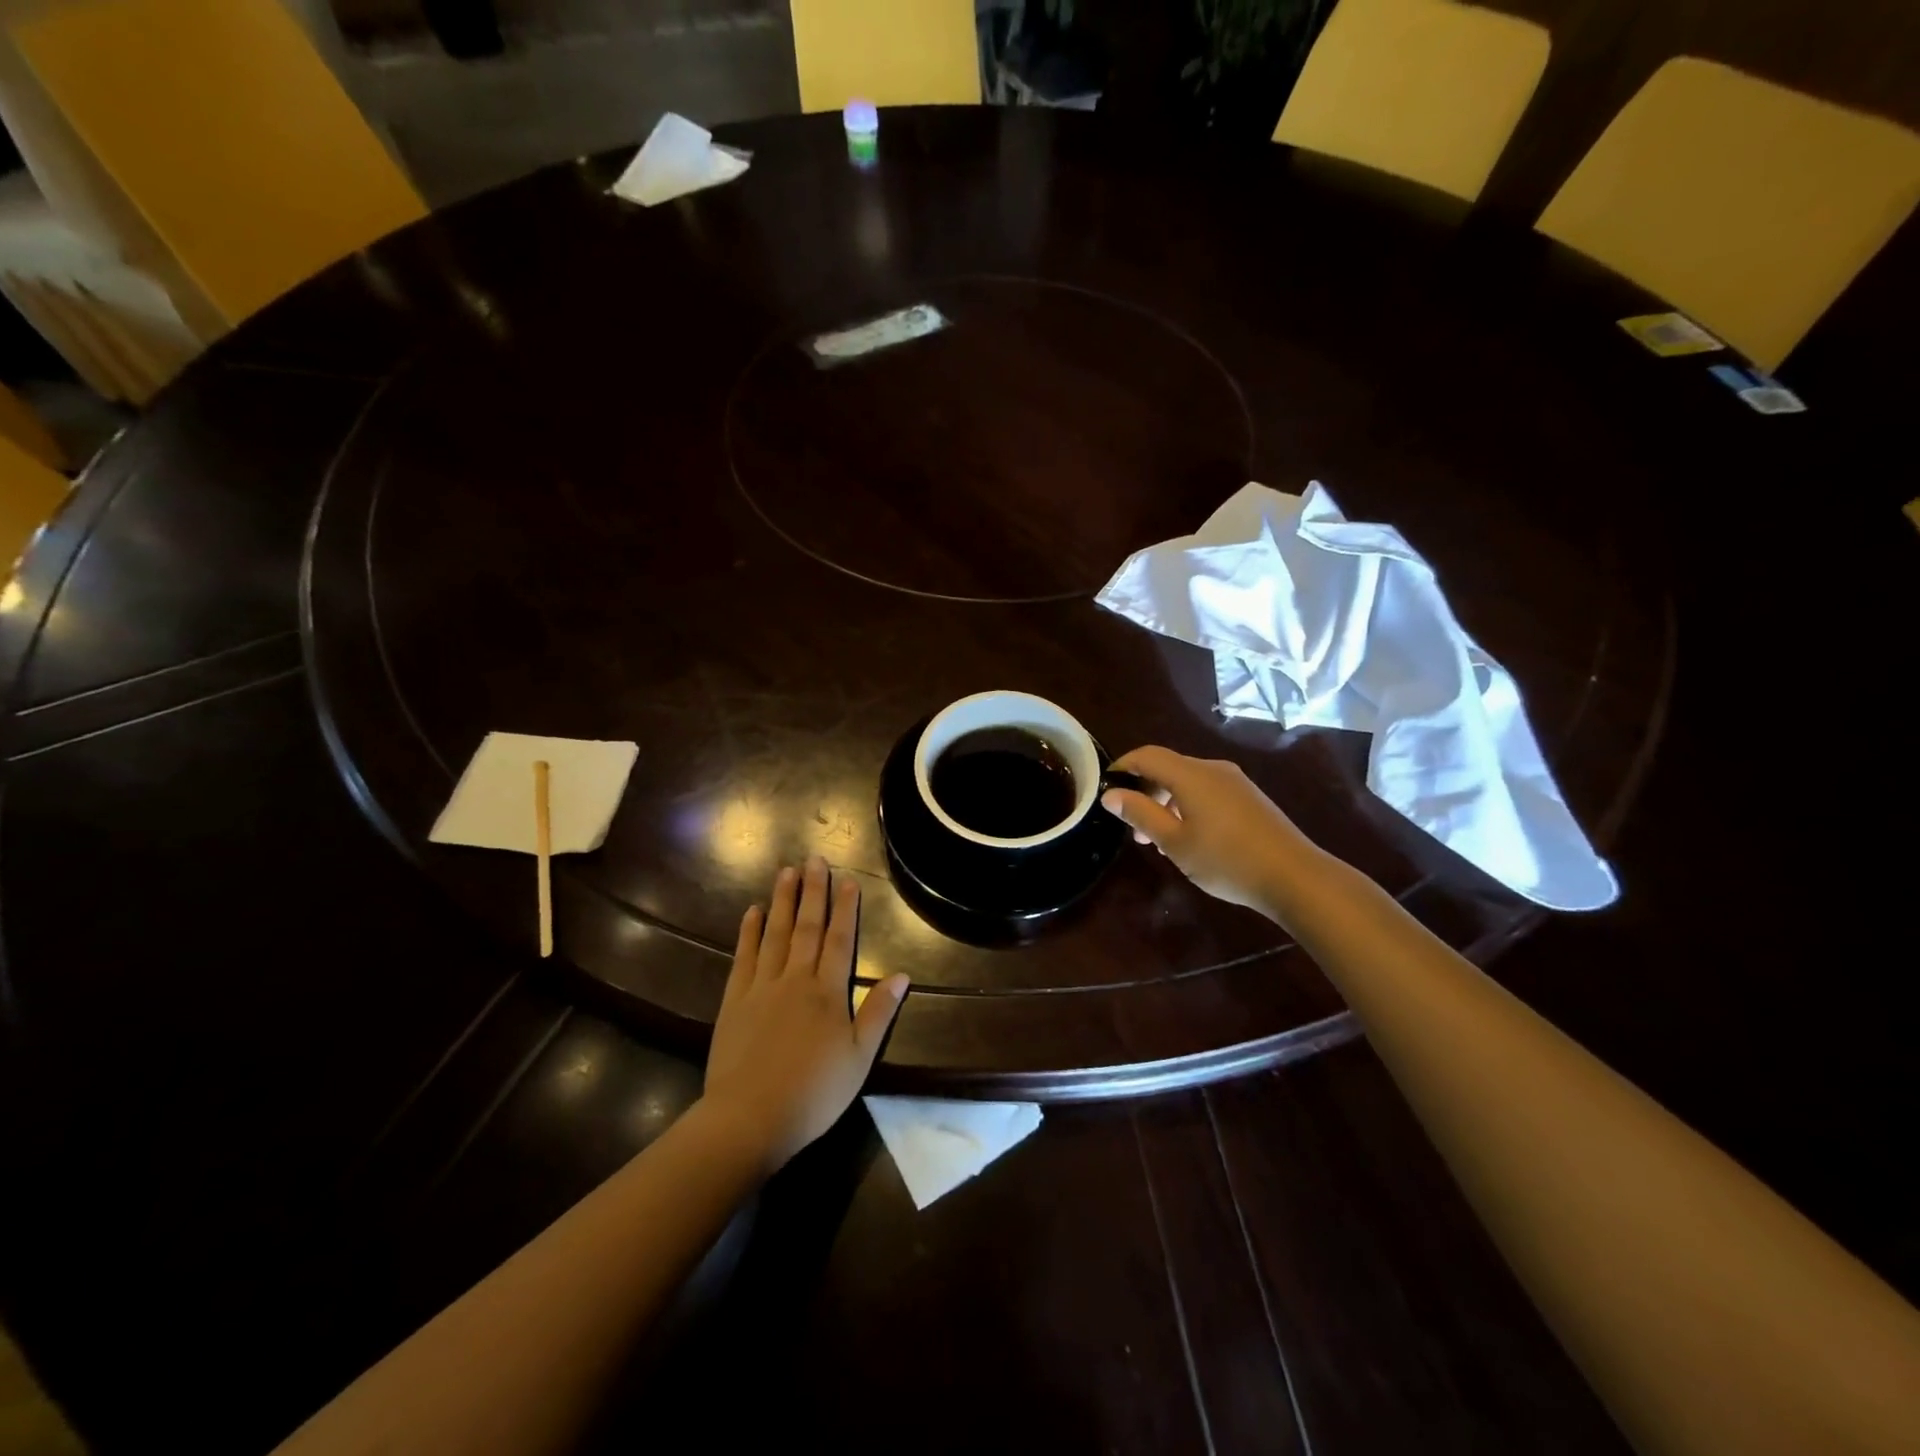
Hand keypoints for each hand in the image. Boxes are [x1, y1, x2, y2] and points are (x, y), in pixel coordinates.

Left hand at [702, 856, 908, 1173]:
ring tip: (786, 871)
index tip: (847, 879)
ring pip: (775, 934)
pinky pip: (743, 957)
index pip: (840, 940)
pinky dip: (749, 932)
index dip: (845, 908)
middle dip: (813, 891)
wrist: (750, 1118)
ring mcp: (762, 987)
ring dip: (782, 901)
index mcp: (828, 992)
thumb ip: (879, 1012)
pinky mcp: (734, 1000)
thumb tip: (902, 974)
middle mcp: (795, 979)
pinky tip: (753, 911)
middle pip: (807, 927)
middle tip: (814, 858)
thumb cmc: (814, 1092)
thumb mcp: (860, 1058)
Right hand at [1101, 745, 1322, 915]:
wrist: (1295, 877)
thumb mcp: (1174, 842)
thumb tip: (1111, 795)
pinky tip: (1190, 839)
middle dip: (1145, 792)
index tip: (1106, 789)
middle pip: (1168, 768)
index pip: (1147, 756)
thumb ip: (1141, 814)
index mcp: (1191, 774)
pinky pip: (1207, 792)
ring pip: (1188, 782)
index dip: (1123, 767)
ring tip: (1159, 841)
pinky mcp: (1249, 799)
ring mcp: (1235, 783)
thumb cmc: (1226, 860)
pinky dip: (1188, 807)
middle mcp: (1213, 769)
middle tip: (1134, 828)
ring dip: (1166, 803)